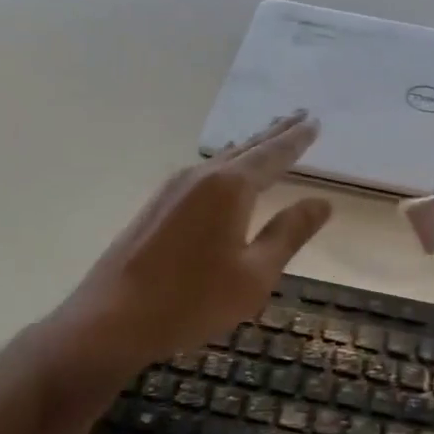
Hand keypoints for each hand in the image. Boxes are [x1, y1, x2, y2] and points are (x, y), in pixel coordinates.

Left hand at [49, 114, 332, 375]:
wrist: (111, 319)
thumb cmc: (191, 300)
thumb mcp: (254, 275)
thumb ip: (288, 234)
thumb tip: (322, 202)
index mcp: (230, 188)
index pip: (273, 155)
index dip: (297, 140)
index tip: (315, 121)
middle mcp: (202, 176)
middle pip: (247, 147)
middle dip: (276, 132)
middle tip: (300, 114)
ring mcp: (175, 188)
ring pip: (223, 157)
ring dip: (251, 146)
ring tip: (270, 134)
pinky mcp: (158, 204)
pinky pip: (205, 170)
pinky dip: (228, 162)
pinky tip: (227, 168)